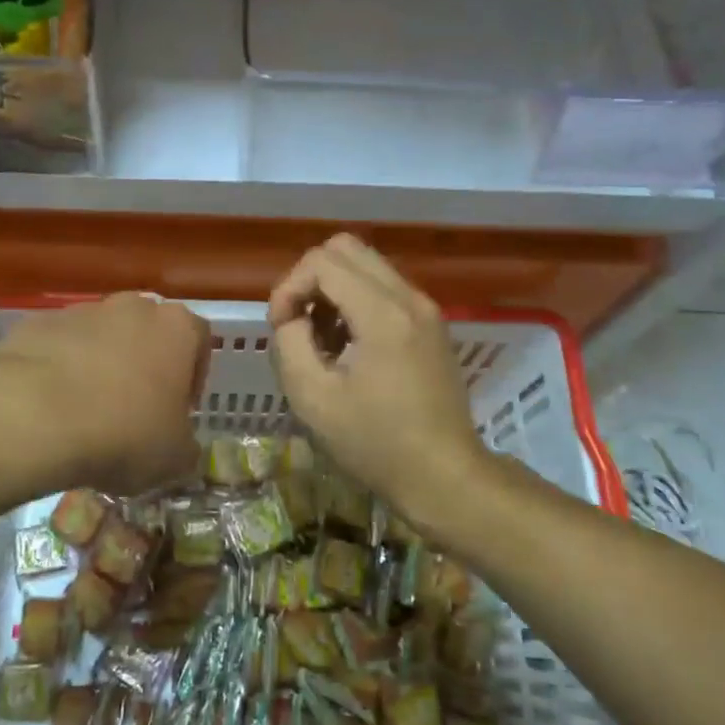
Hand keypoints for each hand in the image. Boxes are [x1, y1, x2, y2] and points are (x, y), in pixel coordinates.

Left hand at [0, 293, 209, 496]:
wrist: (34, 417)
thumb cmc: (124, 433)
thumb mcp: (174, 459)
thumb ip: (187, 448)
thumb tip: (182, 449)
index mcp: (177, 328)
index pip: (199, 339)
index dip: (193, 375)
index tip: (179, 409)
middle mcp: (133, 307)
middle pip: (147, 331)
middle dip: (144, 365)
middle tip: (134, 410)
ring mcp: (82, 311)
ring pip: (100, 337)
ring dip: (100, 365)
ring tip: (86, 412)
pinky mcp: (37, 323)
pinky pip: (58, 346)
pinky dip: (58, 369)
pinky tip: (49, 407)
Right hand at [269, 236, 484, 518]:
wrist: (444, 476)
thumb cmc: (375, 444)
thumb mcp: (312, 399)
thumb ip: (289, 342)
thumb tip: (293, 317)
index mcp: (383, 314)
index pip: (322, 261)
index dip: (288, 287)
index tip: (280, 329)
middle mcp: (410, 298)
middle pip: (346, 248)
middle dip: (310, 279)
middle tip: (298, 323)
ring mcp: (426, 308)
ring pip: (366, 265)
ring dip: (333, 290)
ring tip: (322, 340)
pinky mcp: (432, 323)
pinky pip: (385, 288)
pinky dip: (356, 302)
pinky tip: (348, 346)